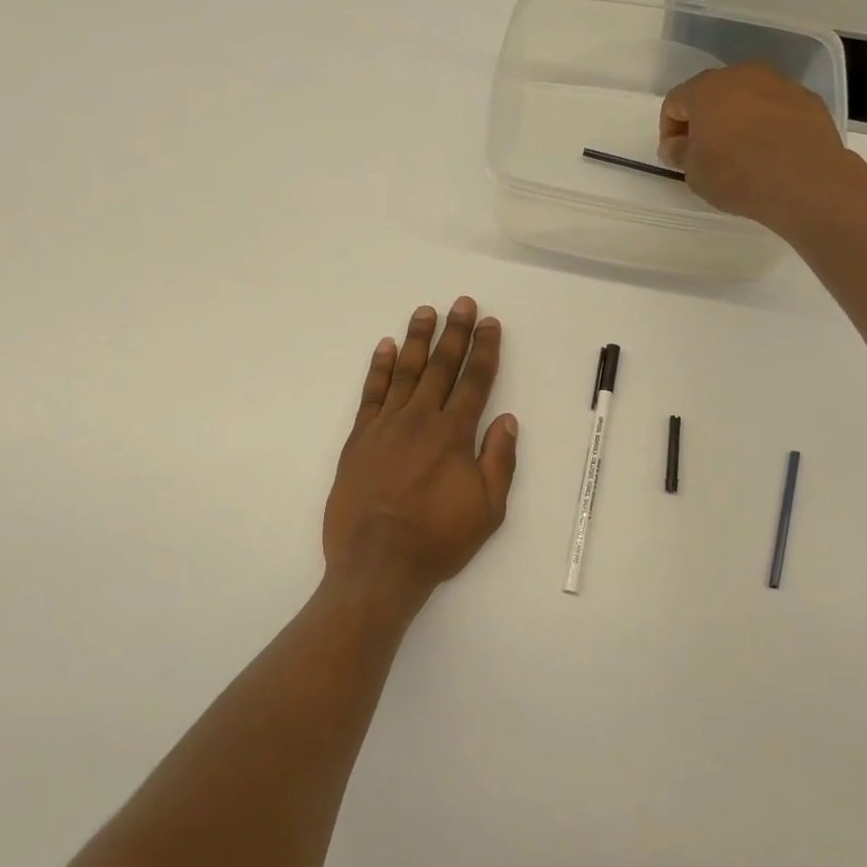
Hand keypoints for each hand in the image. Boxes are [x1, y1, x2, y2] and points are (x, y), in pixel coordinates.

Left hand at [322, 298, 517, 602]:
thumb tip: (506, 419)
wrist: (377, 563)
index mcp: (454, 435)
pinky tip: (384, 347)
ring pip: (404, 371)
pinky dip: (378, 367)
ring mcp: (385, 426)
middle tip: (463, 303)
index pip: (474, 381)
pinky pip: (370, 393)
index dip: (484, 350)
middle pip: (441, 367)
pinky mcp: (359, 438)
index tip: (490, 324)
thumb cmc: (437, 539)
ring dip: (417, 339)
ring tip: (425, 311)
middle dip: (455, 332)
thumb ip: (499, 460)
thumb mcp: (487, 509)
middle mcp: (420, 420)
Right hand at [659, 63, 859, 232]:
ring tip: (740, 153)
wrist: (805, 181)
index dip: (668, 131)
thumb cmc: (736, 174)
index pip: (674, 102)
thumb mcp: (693, 172)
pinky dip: (766, 124)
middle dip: (704, 121)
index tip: (676, 157)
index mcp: (706, 89)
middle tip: (705, 153)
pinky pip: (775, 108)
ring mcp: (779, 83)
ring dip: (736, 120)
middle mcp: (742, 75)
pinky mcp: (807, 98)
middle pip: (712, 94)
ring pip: (746, 97)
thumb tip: (676, 145)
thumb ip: (679, 152)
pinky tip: (769, 152)